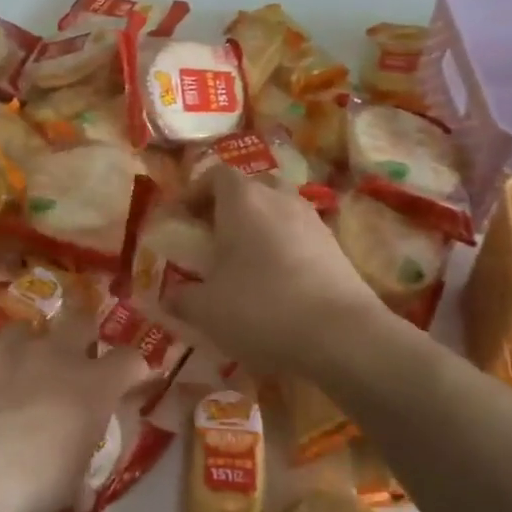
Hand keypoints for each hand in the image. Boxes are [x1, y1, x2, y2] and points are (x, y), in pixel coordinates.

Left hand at [0, 311, 153, 511]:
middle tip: (71, 355)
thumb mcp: (68, 489)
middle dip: (81, 332)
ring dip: (26, 349)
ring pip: (25, 330)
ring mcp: (7, 347)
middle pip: (80, 320)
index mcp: (92, 386)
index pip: (129, 360)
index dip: (130, 368)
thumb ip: (78, 477)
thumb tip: (79, 492)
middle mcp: (55, 354)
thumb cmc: (31, 484)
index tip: (127, 380)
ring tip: (12, 376)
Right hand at [168, 168, 382, 377]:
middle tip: (211, 237)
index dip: (194, 192)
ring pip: (277, 210)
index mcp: (243, 200)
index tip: (179, 218)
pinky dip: (281, 248)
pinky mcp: (335, 248)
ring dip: (257, 228)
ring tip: (242, 262)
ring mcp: (312, 221)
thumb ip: (181, 298)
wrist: (342, 336)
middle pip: (250, 187)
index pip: (215, 175)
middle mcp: (279, 199)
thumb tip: (169, 296)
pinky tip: (274, 283)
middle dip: (227, 207)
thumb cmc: (261, 308)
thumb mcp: (206, 309)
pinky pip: (298, 236)